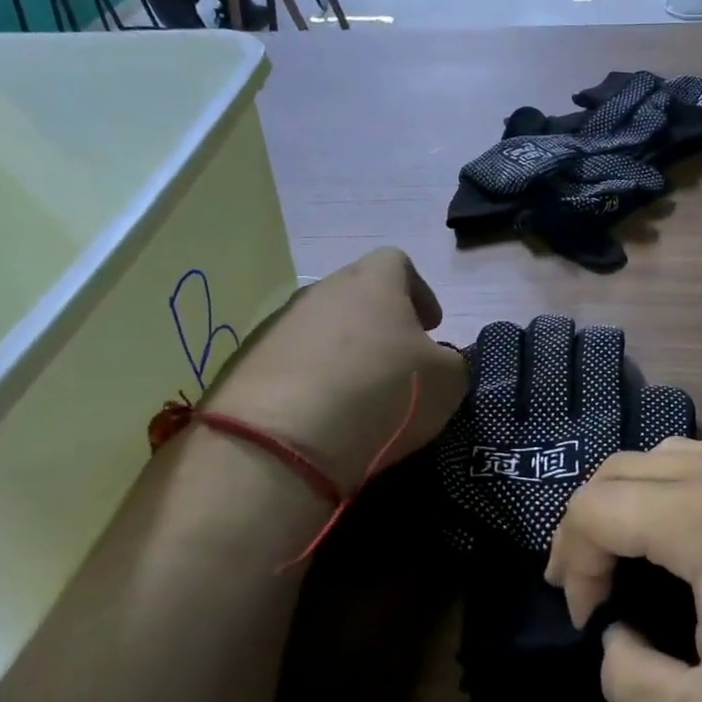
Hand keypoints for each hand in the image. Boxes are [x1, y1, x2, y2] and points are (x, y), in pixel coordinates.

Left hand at [202, 248, 467, 493]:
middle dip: (382, 323)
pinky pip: (293, 362)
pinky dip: (313, 380)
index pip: (398, 262)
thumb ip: (452, 362)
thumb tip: (438, 362)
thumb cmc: (384, 392)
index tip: (431, 327)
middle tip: (399, 362)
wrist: (285, 438)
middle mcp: (322, 291)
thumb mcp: (448, 382)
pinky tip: (325, 415)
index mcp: (373, 282)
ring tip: (361, 394)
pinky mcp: (249, 363)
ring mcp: (280, 325)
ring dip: (346, 353)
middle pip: (357, 294)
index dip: (420, 292)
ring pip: (323, 328)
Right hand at [548, 439, 701, 701]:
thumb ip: (629, 680)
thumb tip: (617, 635)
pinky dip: (684, 493)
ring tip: (637, 561)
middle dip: (591, 523)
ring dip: (637, 500)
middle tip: (594, 588)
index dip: (570, 561)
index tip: (586, 619)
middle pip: (626, 466)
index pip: (596, 507)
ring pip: (676, 454)